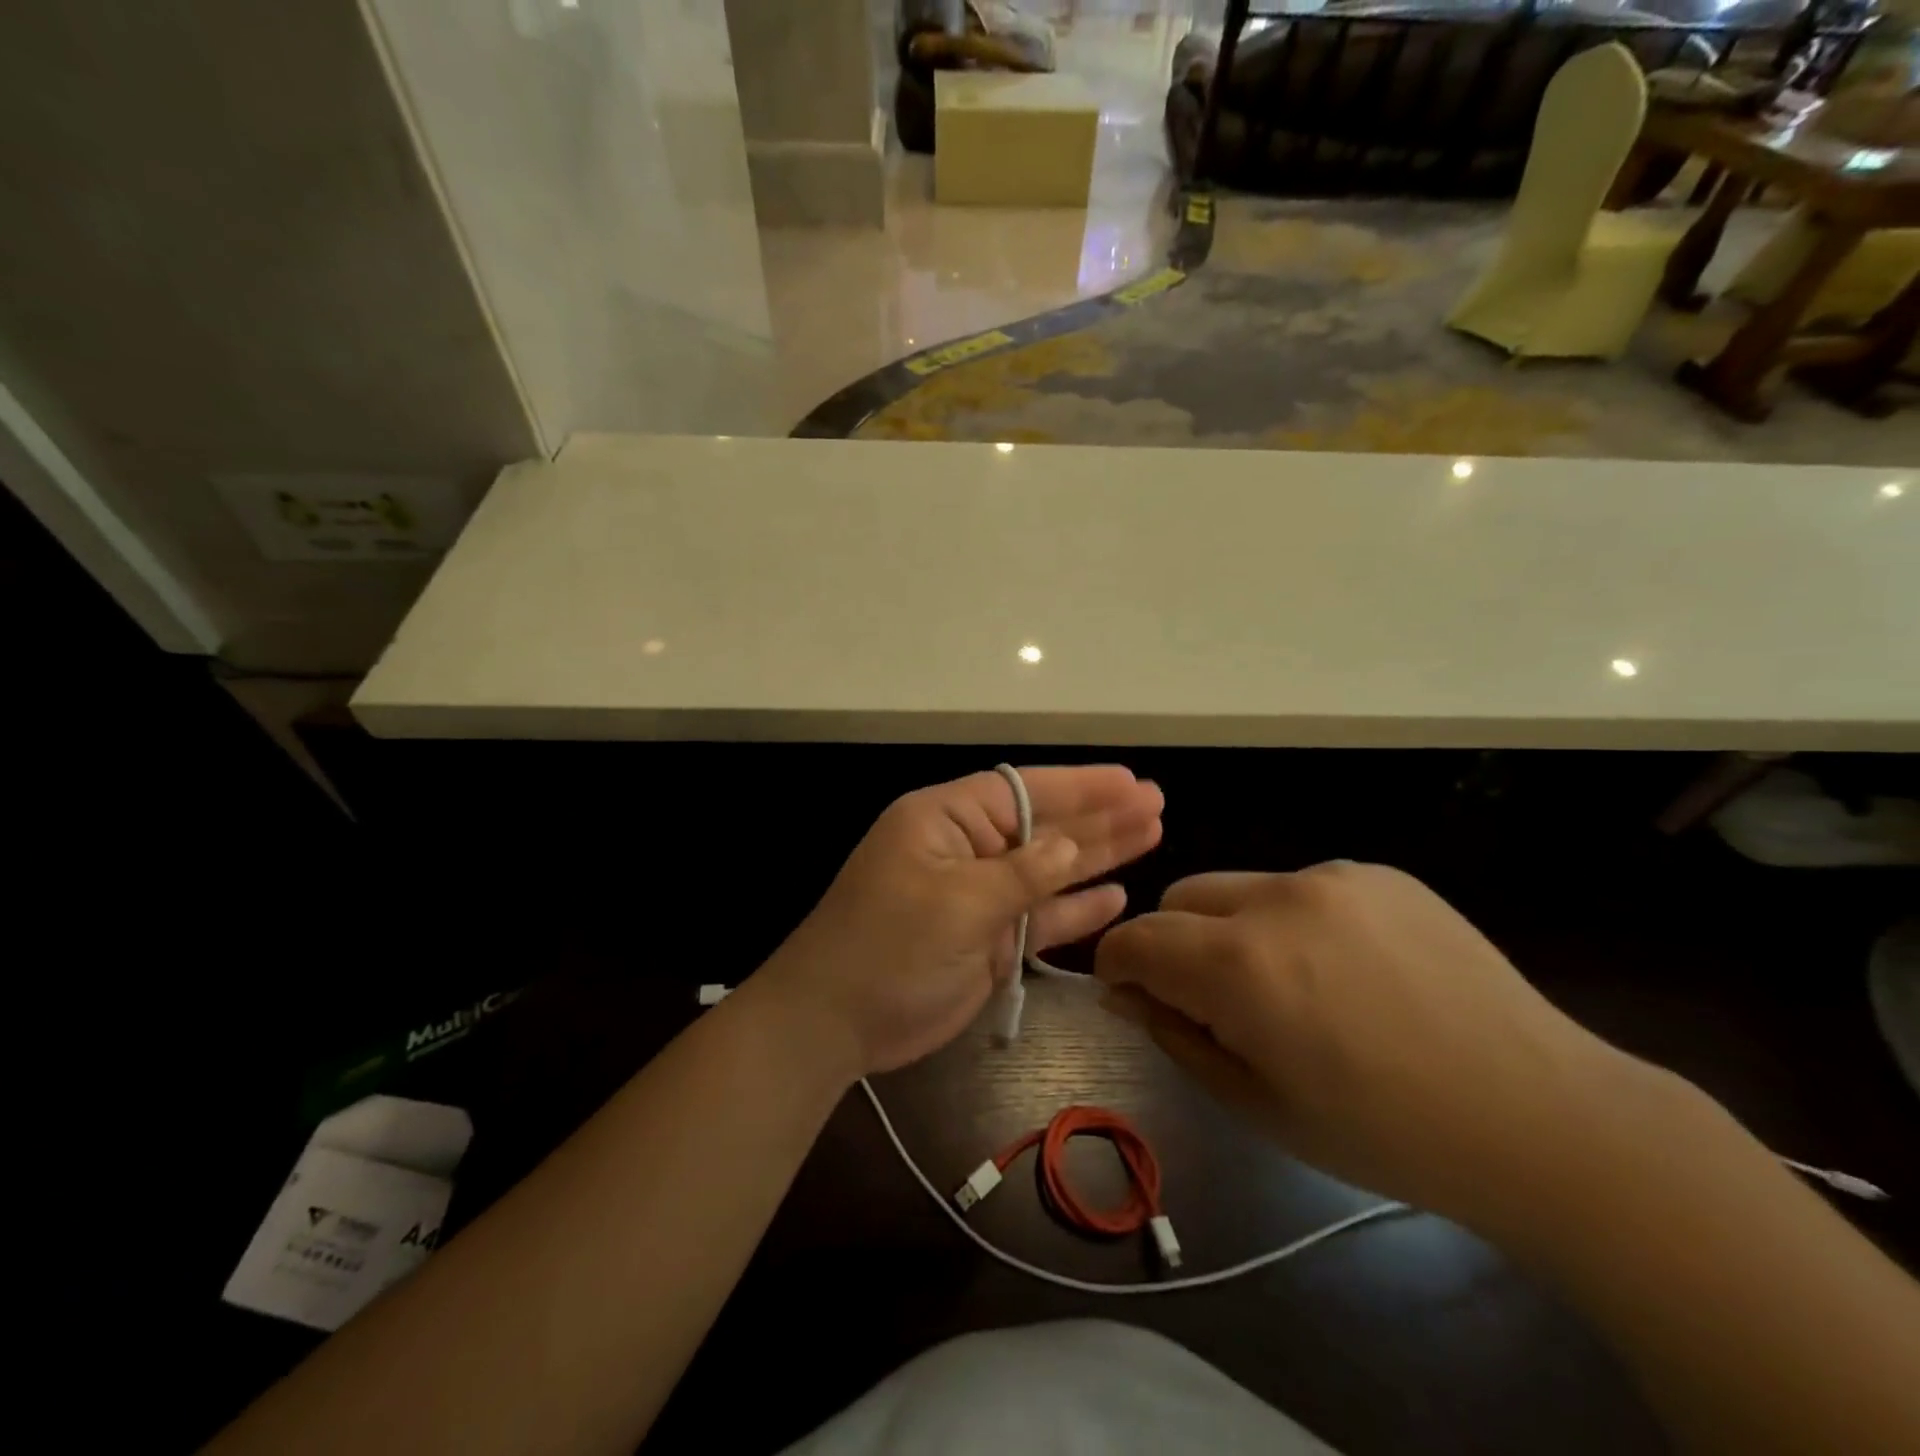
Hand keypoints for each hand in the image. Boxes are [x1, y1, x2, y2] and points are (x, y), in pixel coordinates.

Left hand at [760, 767, 1163, 1078]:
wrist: (834, 1023)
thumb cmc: (887, 947)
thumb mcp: (956, 902)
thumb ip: (1021, 873)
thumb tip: (1073, 845)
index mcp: (946, 820)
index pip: (1023, 791)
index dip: (1079, 786)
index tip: (1130, 782)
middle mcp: (967, 849)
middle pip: (1044, 826)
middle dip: (1098, 816)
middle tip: (1156, 803)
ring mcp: (979, 896)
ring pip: (1048, 870)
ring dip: (1096, 856)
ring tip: (1151, 834)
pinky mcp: (988, 939)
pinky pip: (1040, 917)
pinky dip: (1074, 908)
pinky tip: (1116, 896)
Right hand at [1095, 862, 1648, 1229]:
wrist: (1544, 1118)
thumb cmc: (1386, 1133)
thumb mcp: (1260, 1104)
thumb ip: (1177, 1036)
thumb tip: (1126, 993)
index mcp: (1240, 965)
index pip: (1135, 939)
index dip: (1115, 965)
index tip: (1125, 992)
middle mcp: (1276, 899)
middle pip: (1179, 898)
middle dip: (1171, 943)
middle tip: (1211, 1000)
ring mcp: (1331, 877)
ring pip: (1237, 889)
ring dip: (1232, 930)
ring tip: (1289, 986)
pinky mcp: (1376, 872)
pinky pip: (1298, 887)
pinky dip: (1291, 921)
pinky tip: (1346, 970)